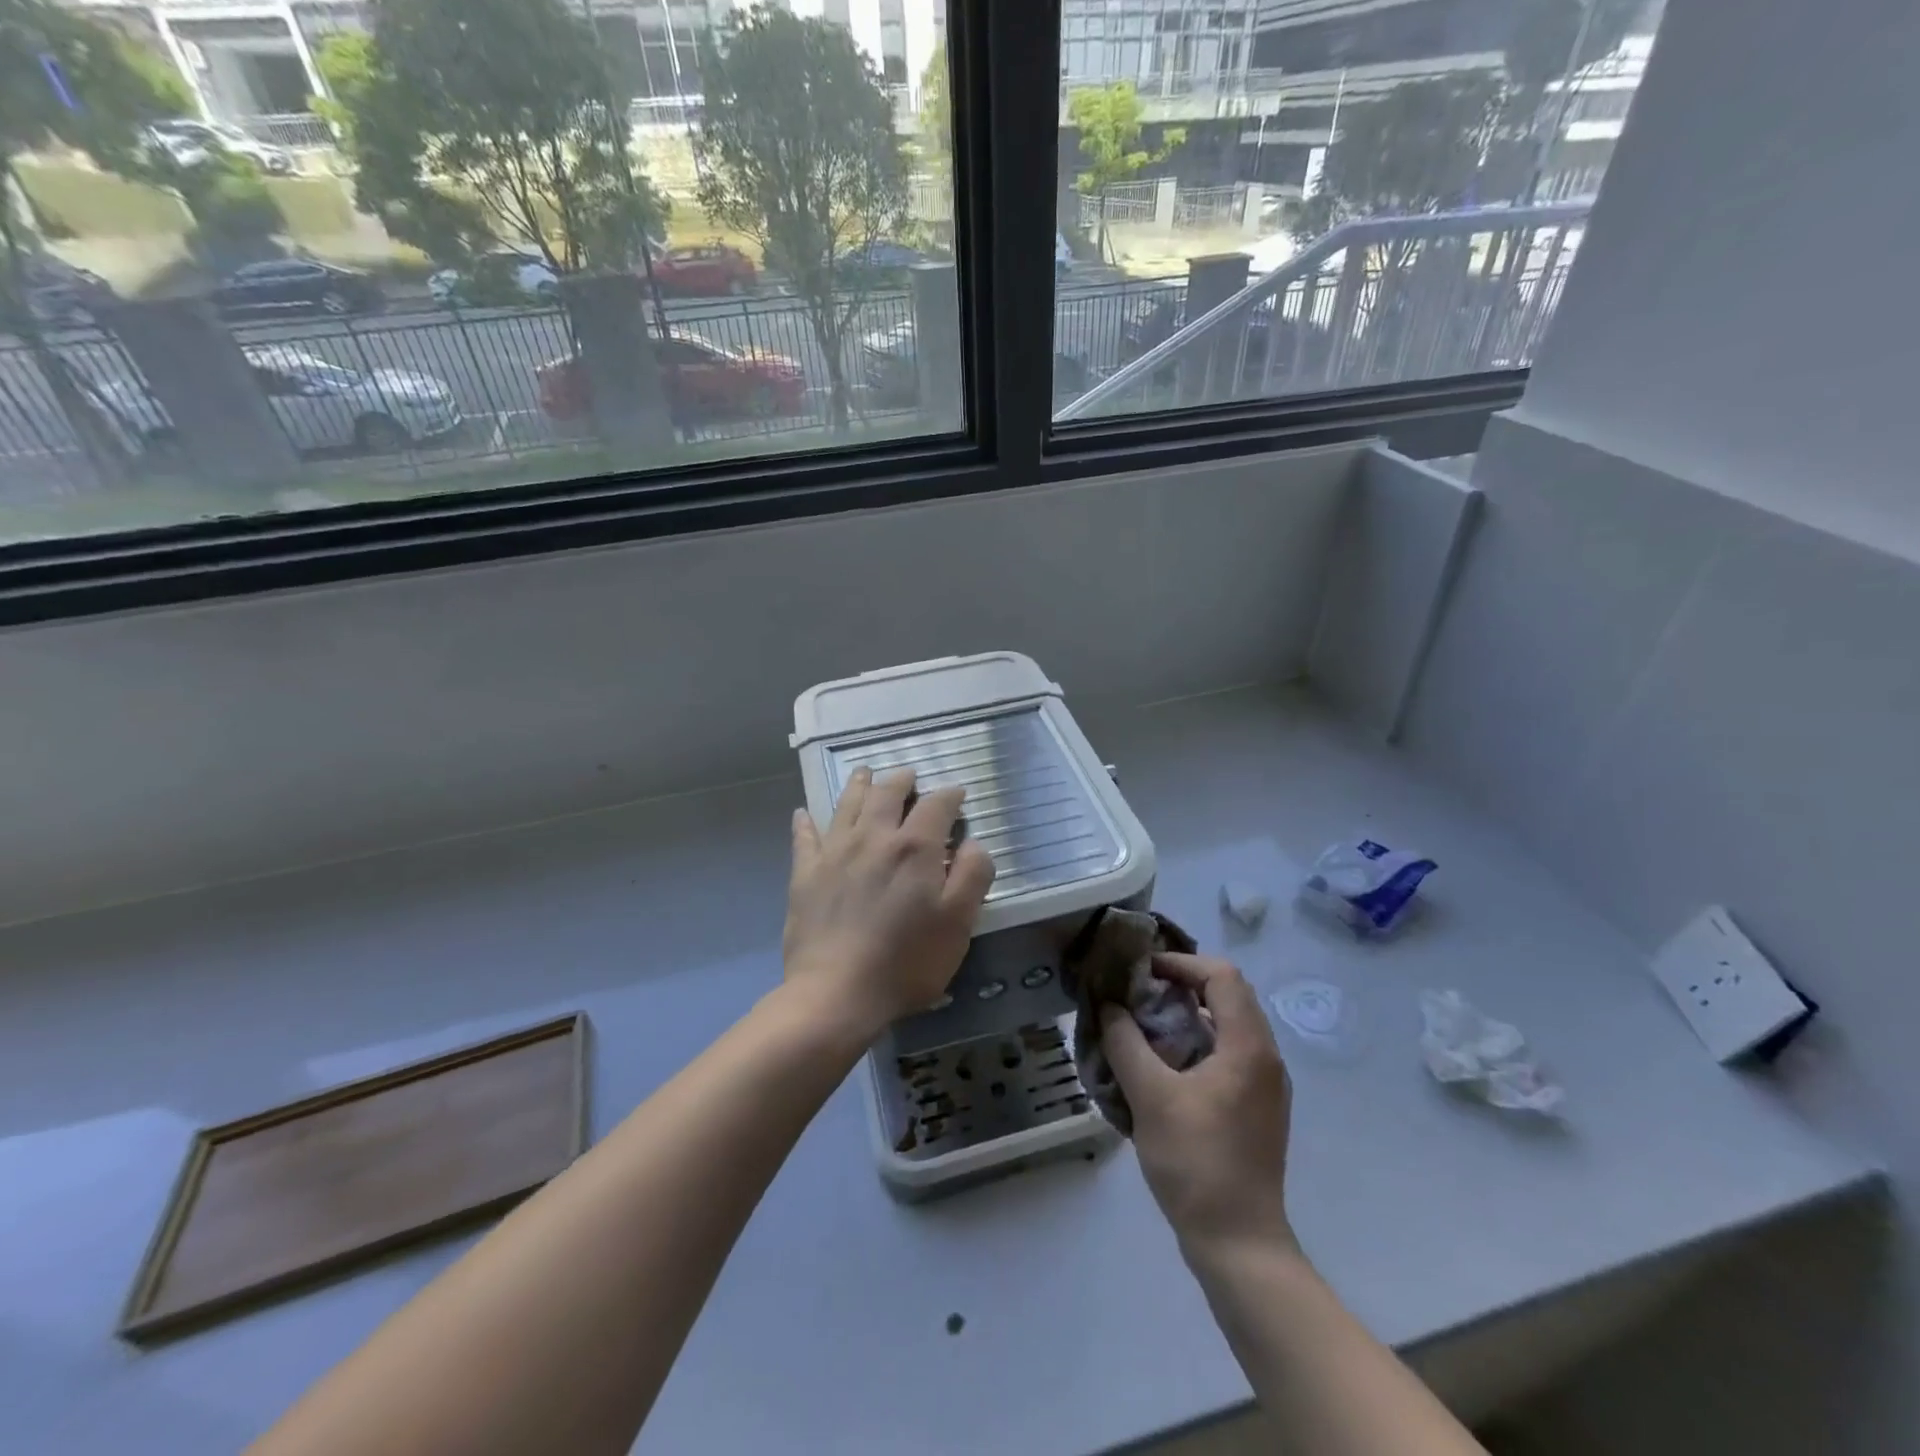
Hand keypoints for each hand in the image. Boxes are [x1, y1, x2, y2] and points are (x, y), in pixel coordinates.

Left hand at [782, 767, 996, 1038]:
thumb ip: (972, 876)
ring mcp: (834, 853)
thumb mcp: (958, 924)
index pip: (936, 805)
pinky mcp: (805, 874)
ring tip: (865, 773)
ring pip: (847, 805)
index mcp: (914, 847)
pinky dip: (805, 822)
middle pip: (887, 794)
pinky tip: (803, 813)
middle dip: (902, 780)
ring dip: (859, 785)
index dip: (949, 795)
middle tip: (909, 776)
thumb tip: (974, 843)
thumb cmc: (906, 962)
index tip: (957, 793)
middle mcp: (873, 838)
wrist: (836, 994)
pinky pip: (804, 837)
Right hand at [1102, 954, 1295, 1257]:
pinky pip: (1227, 1055)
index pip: (1222, 976)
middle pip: (1227, 996)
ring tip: (1143, 1024)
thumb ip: (1125, 1043)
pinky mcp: (1257, 1109)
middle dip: (1181, 985)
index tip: (1142, 971)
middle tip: (1138, 992)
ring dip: (1186, 1015)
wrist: (1239, 1245)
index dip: (1181, 963)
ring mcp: (1265, 1086)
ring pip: (1227, 1026)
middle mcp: (1265, 1058)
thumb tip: (1108, 1006)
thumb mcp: (1150, 1097)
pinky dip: (1195, 1043)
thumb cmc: (1196, 1163)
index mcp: (1248, 1047)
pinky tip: (1162, 1065)